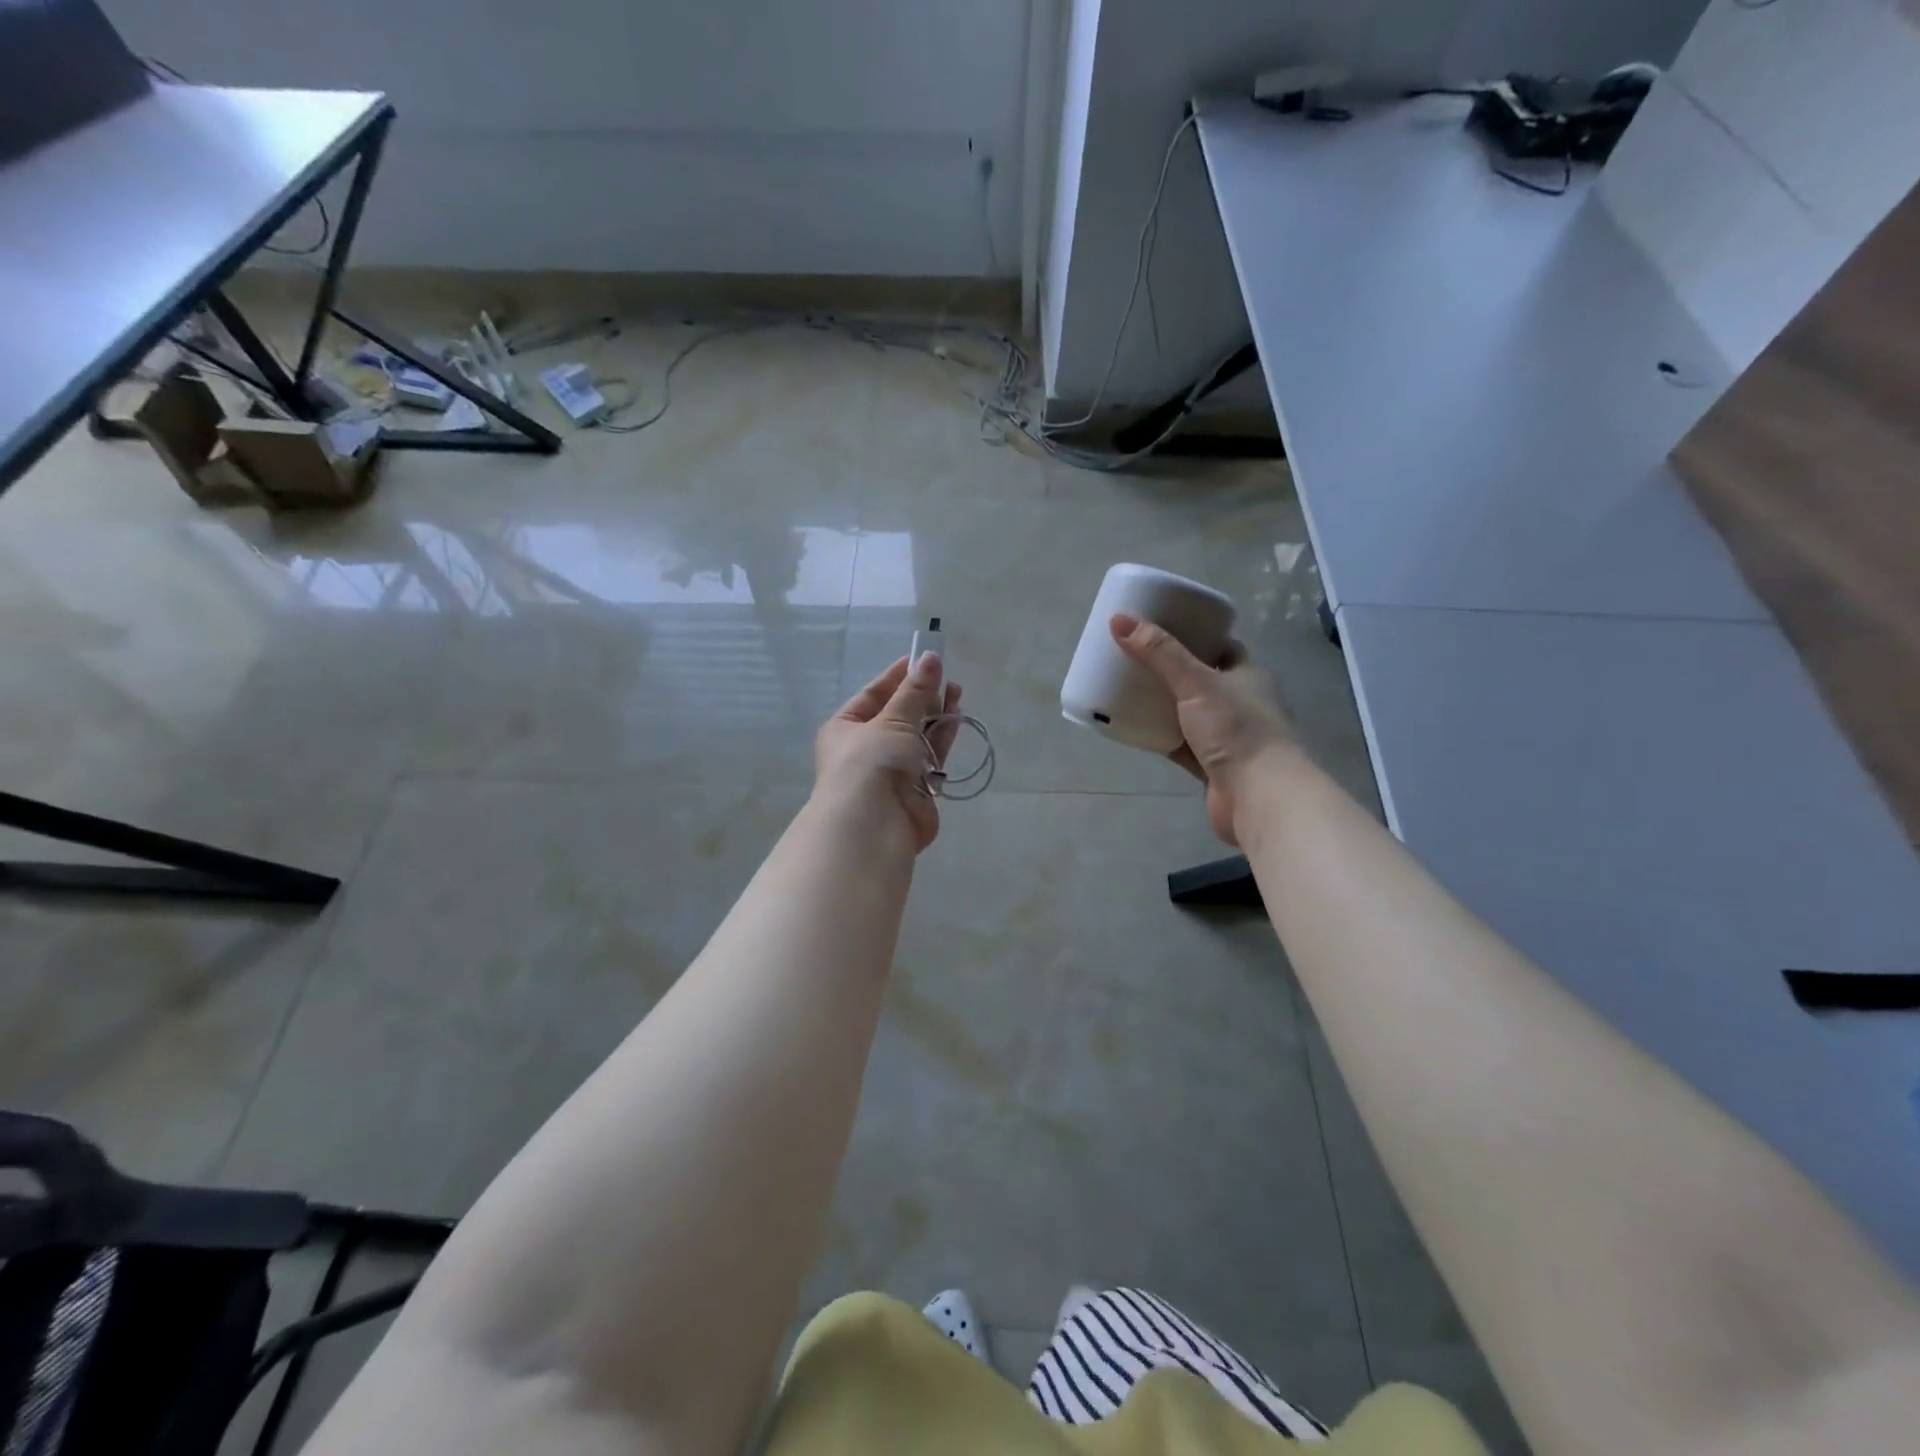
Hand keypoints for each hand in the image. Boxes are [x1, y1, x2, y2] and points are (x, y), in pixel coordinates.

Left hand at [814, 652, 961, 852]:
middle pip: (898, 715)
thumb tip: (930, 657)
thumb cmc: (871, 763)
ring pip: (917, 735)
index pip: (874, 694)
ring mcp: (891, 770)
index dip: (899, 676)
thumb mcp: (892, 720)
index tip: (925, 658)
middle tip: (948, 678)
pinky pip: (930, 756)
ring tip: (957, 694)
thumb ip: (915, 691)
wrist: (874, 826)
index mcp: (845, 728)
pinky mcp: (915, 789)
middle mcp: (865, 748)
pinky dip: (942, 738)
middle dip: (923, 696)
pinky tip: (957, 719)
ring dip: (936, 715)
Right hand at [1110, 613, 1297, 846]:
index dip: (1192, 634)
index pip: (1220, 645)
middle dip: (1170, 670)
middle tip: (1134, 658)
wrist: (1259, 796)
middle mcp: (1241, 702)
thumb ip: (1159, 653)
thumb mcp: (1196, 683)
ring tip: (1127, 689)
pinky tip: (1134, 728)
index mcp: (1247, 674)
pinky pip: (1180, 744)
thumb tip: (1120, 619)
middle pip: (1201, 679)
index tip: (1158, 628)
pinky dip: (1160, 737)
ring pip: (1189, 714)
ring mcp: (1228, 736)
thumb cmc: (1236, 729)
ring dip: (1163, 705)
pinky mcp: (1212, 766)